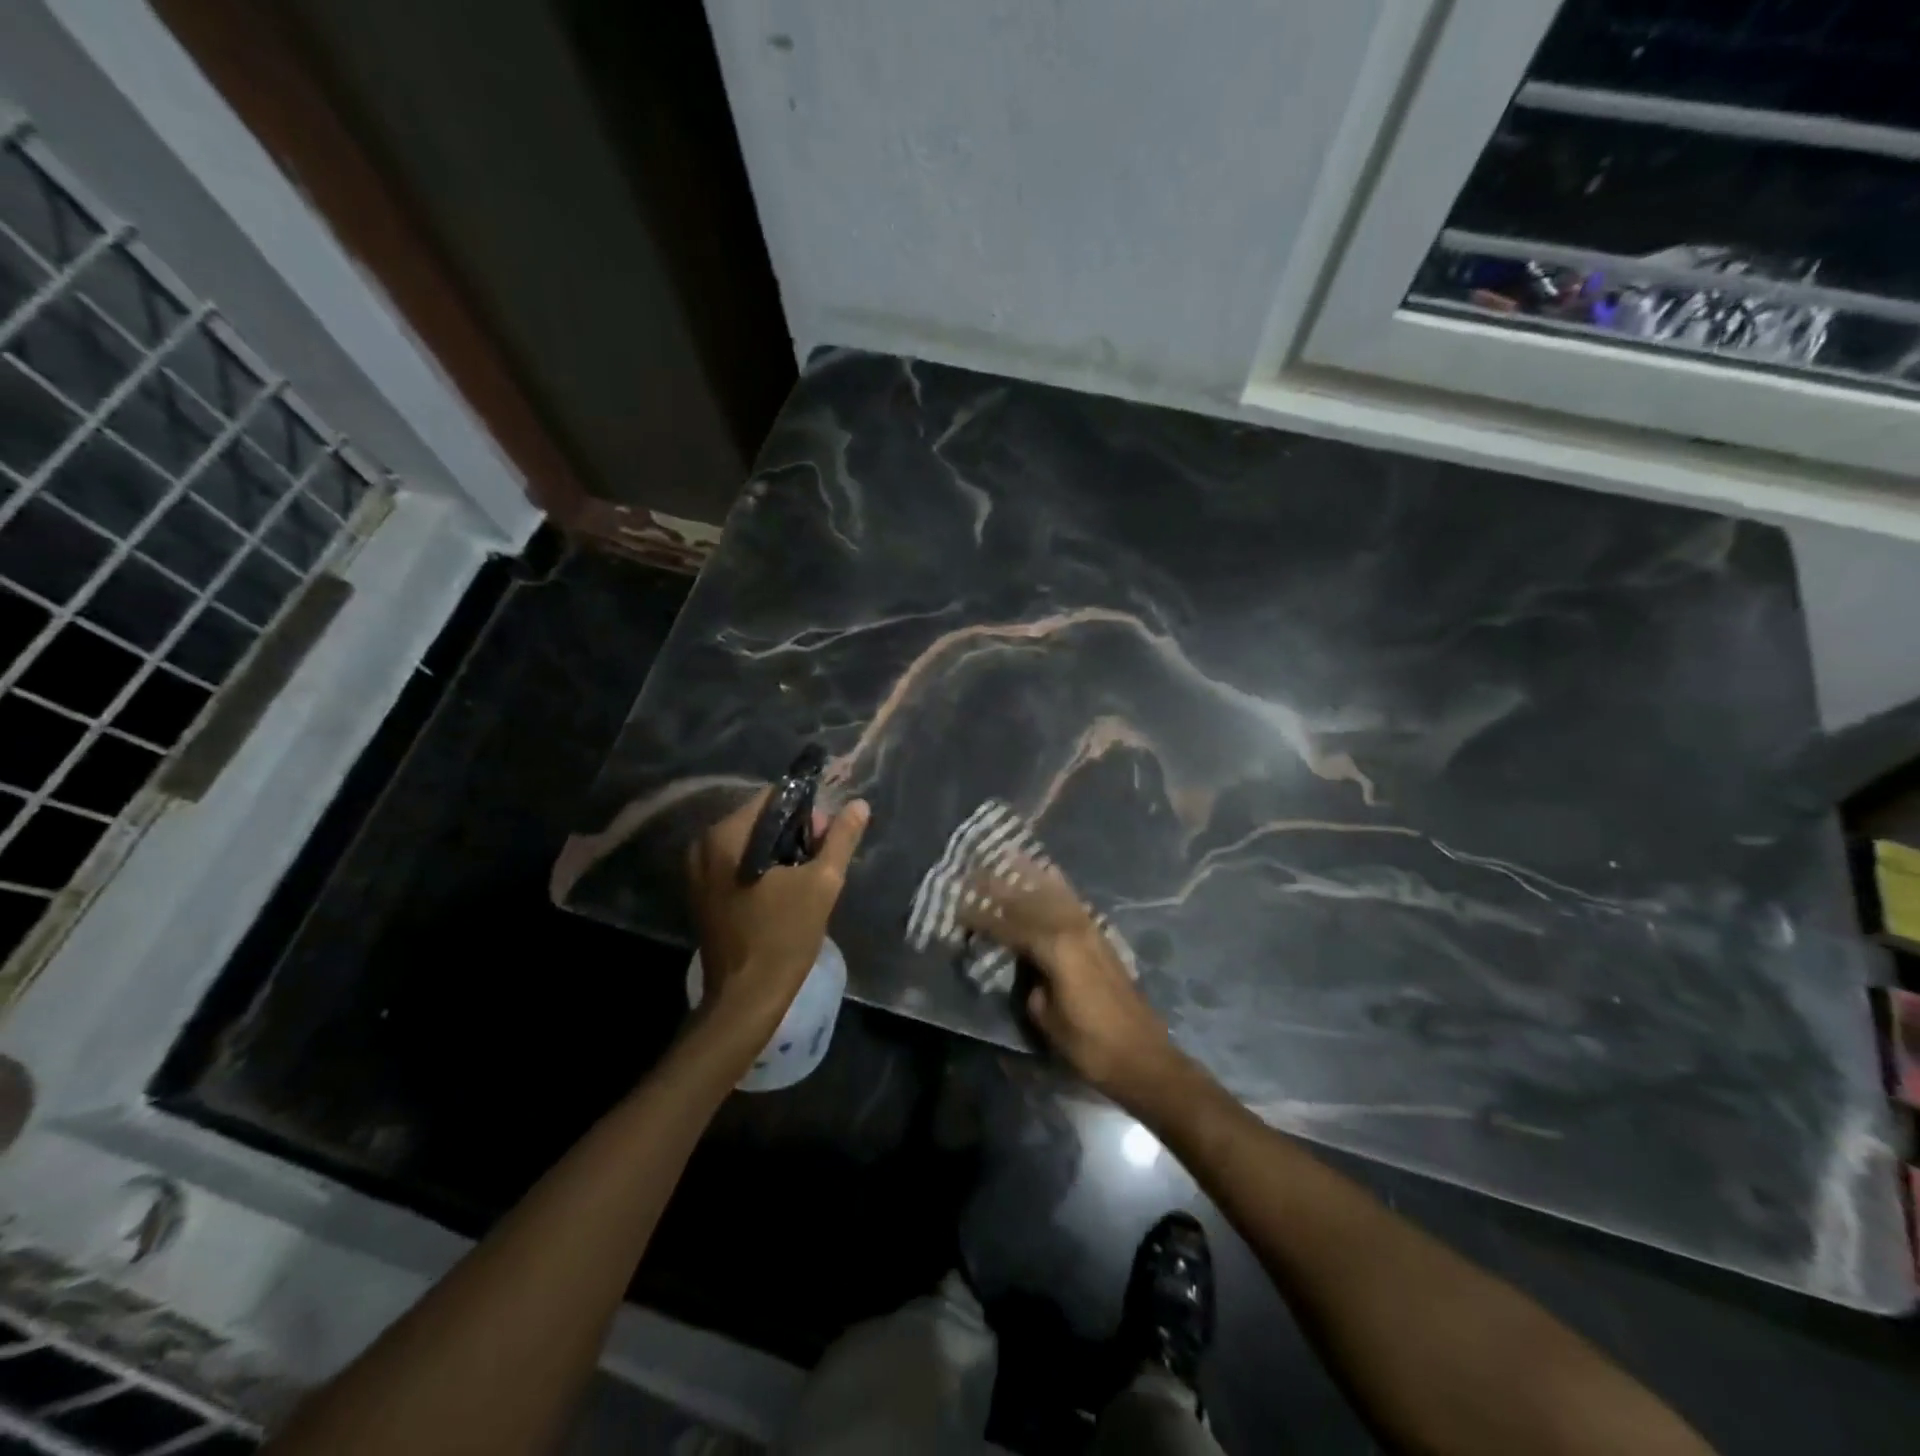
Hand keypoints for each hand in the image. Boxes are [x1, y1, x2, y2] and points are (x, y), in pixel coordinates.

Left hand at [685, 790, 870, 1042]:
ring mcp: (697, 872)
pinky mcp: (702, 894)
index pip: (772, 798)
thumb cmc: (784, 937)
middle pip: (759, 819)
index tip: (826, 837)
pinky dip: (762, 869)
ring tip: (807, 879)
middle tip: (821, 860)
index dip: (806, 810)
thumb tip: (859, 805)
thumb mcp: (823, 883)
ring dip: (780, 852)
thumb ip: (840, 839)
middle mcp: (704, 846)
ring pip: (749, 843)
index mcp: (727, 836)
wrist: (746, 999)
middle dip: (794, 833)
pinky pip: (737, 864)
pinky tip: (784, 892)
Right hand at [958, 854, 1176, 1105]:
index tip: (958, 907)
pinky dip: (1059, 885)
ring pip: (1053, 895)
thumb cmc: (1089, 1044)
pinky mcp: (1101, 937)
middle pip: (1029, 901)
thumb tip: (1026, 968)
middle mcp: (1071, 929)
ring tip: (1009, 856)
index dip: (982, 918)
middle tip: (974, 871)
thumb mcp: (1046, 1019)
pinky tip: (1050, 873)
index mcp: (1054, 948)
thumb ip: (1030, 984)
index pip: (1008, 926)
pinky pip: (1073, 902)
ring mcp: (1090, 930)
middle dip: (999, 887)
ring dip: (1029, 877)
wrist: (1142, 1056)